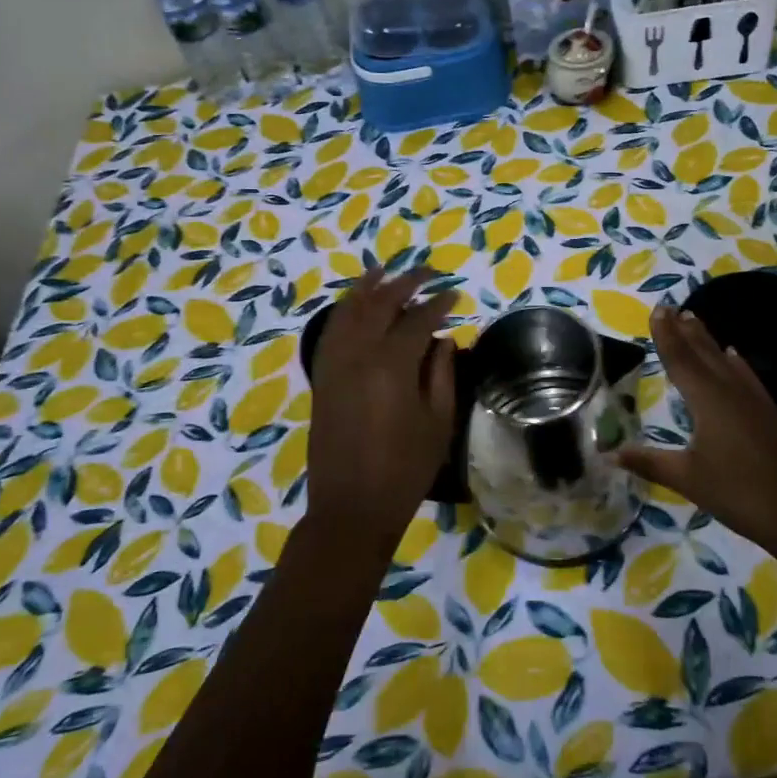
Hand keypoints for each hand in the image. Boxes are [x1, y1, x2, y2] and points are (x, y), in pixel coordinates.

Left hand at [307, 267, 455, 554]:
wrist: (351, 507)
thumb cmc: (405, 470)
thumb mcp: (438, 423)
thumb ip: (442, 374)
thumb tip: (443, 340)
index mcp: (392, 365)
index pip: (418, 320)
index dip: (438, 304)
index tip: (454, 293)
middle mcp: (358, 355)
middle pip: (380, 304)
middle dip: (405, 282)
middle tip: (428, 271)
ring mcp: (334, 365)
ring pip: (349, 311)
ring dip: (367, 287)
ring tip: (383, 270)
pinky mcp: (322, 378)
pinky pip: (330, 332)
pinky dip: (343, 311)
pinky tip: (353, 305)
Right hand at [618, 303, 776, 553]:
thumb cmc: (737, 493)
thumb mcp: (687, 478)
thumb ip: (649, 462)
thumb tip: (610, 453)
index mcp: (708, 400)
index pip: (680, 360)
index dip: (666, 336)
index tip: (658, 310)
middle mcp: (730, 391)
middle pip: (703, 353)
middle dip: (685, 331)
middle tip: (671, 308)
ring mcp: (753, 400)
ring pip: (725, 361)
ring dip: (707, 340)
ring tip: (694, 320)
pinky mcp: (768, 413)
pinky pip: (746, 376)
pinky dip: (735, 362)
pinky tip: (734, 356)